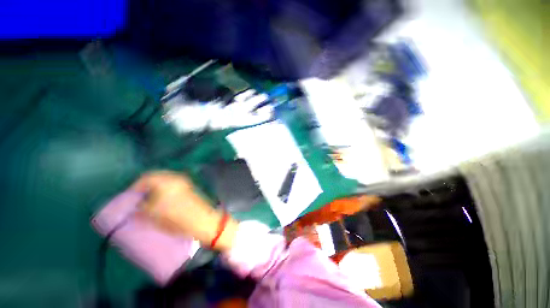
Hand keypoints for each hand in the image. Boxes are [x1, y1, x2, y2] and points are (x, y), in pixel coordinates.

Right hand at [130, 171, 237, 251]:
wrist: (202, 221)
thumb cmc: (178, 219)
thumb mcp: (155, 216)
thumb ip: (142, 208)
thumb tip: (135, 205)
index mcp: (166, 182)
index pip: (146, 177)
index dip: (135, 186)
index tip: (130, 197)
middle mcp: (176, 178)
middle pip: (155, 176)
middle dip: (145, 185)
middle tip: (138, 197)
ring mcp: (184, 182)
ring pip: (164, 179)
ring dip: (155, 186)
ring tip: (148, 199)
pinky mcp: (189, 187)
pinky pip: (172, 183)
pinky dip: (164, 187)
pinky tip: (161, 198)